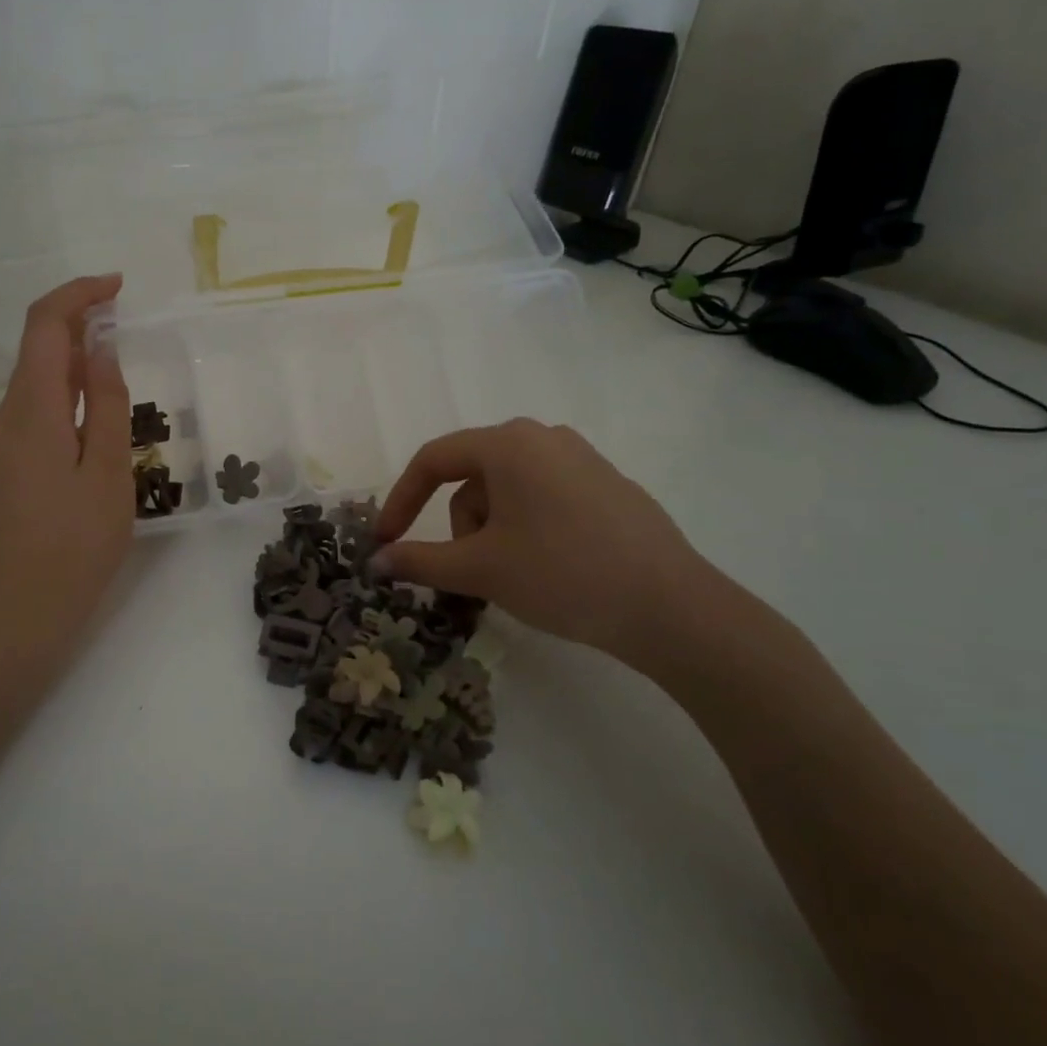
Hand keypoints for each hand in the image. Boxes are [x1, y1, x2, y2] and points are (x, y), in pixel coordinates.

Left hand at [0, 275, 133, 654]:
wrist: (25, 606)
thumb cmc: (77, 541)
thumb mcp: (107, 469)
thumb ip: (107, 402)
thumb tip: (102, 347)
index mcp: (33, 408)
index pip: (44, 325)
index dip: (78, 294)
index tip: (118, 287)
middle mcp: (10, 413)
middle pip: (36, 344)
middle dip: (77, 317)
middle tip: (125, 315)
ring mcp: (7, 438)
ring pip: (38, 374)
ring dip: (74, 351)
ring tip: (119, 353)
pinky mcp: (13, 460)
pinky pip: (40, 403)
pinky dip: (68, 385)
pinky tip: (99, 402)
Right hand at [371, 419, 711, 663]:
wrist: (671, 608)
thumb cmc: (561, 574)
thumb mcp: (479, 569)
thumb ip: (418, 560)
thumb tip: (375, 562)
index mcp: (508, 444)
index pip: (433, 461)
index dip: (401, 501)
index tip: (386, 541)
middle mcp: (543, 438)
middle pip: (472, 477)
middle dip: (460, 525)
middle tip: (471, 572)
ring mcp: (581, 459)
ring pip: (507, 489)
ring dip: (492, 530)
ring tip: (514, 575)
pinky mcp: (607, 485)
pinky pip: (543, 497)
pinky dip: (526, 528)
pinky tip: (550, 567)